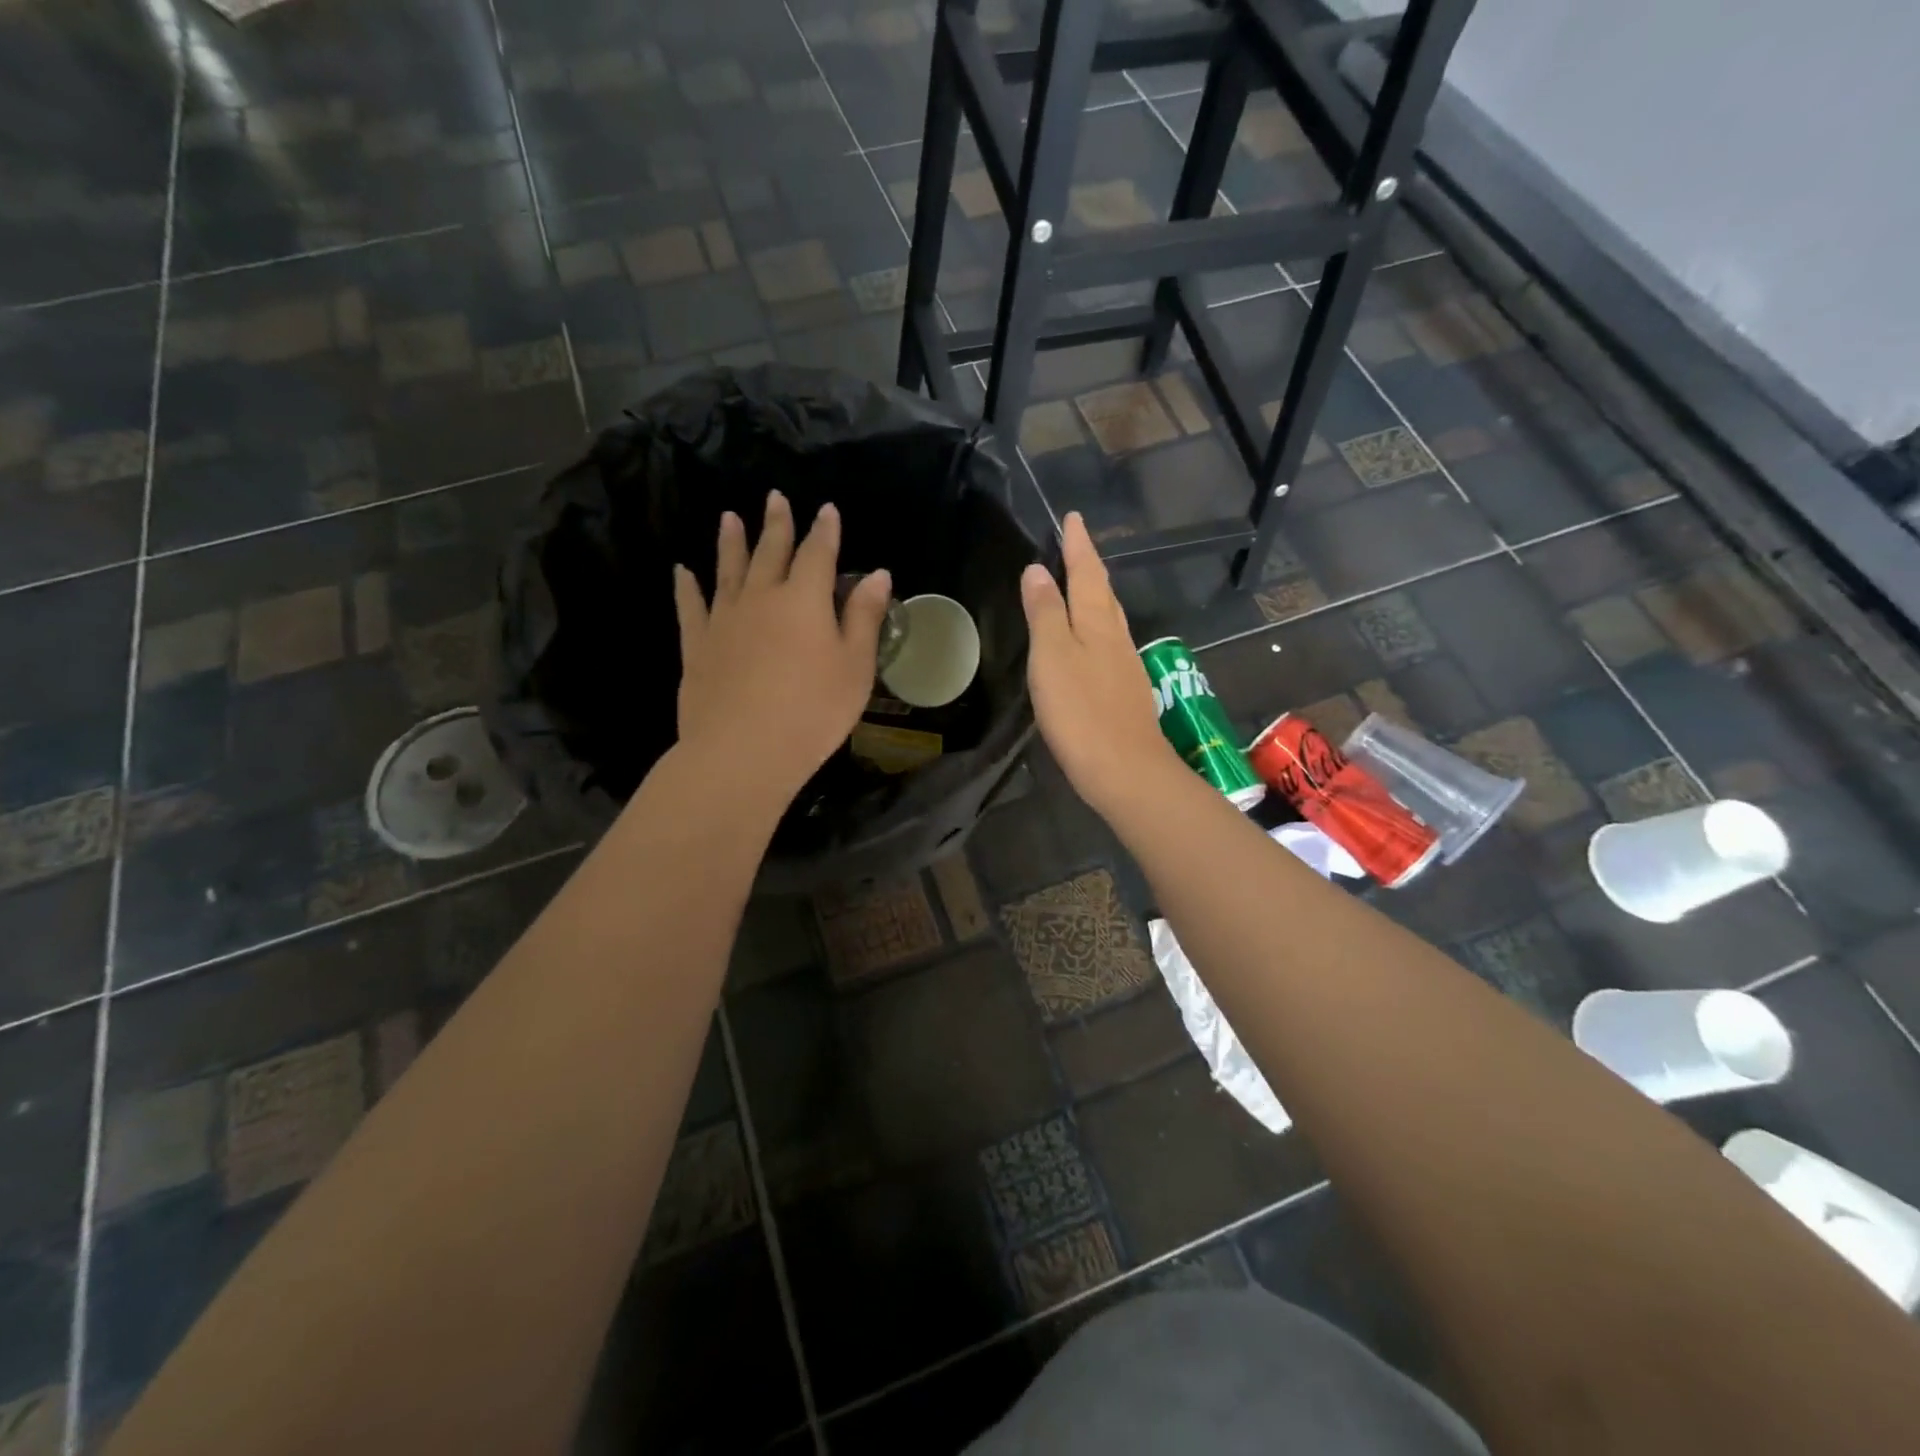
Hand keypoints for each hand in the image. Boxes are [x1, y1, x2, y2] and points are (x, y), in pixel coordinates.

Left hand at [673, 491, 891, 804]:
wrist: (742, 751)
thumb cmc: (812, 711)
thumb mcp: (855, 667)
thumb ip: (864, 618)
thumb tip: (877, 574)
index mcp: (805, 600)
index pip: (818, 553)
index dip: (824, 531)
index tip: (827, 510)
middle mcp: (761, 597)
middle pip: (770, 552)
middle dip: (776, 524)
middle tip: (775, 497)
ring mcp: (724, 619)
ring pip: (728, 570)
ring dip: (731, 542)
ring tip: (729, 517)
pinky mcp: (697, 645)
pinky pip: (690, 606)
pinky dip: (687, 586)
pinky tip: (682, 571)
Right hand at [1020, 512, 1183, 817]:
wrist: (1125, 770)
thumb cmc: (1082, 711)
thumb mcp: (1052, 656)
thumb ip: (1046, 613)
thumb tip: (1037, 571)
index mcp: (1098, 622)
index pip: (1087, 572)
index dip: (1078, 545)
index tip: (1074, 517)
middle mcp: (1117, 637)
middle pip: (1103, 592)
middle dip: (1090, 566)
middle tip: (1076, 546)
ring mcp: (1125, 665)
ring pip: (1109, 619)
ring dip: (1095, 597)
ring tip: (1081, 586)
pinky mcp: (1125, 692)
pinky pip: (1109, 645)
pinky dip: (1096, 629)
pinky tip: (1090, 643)